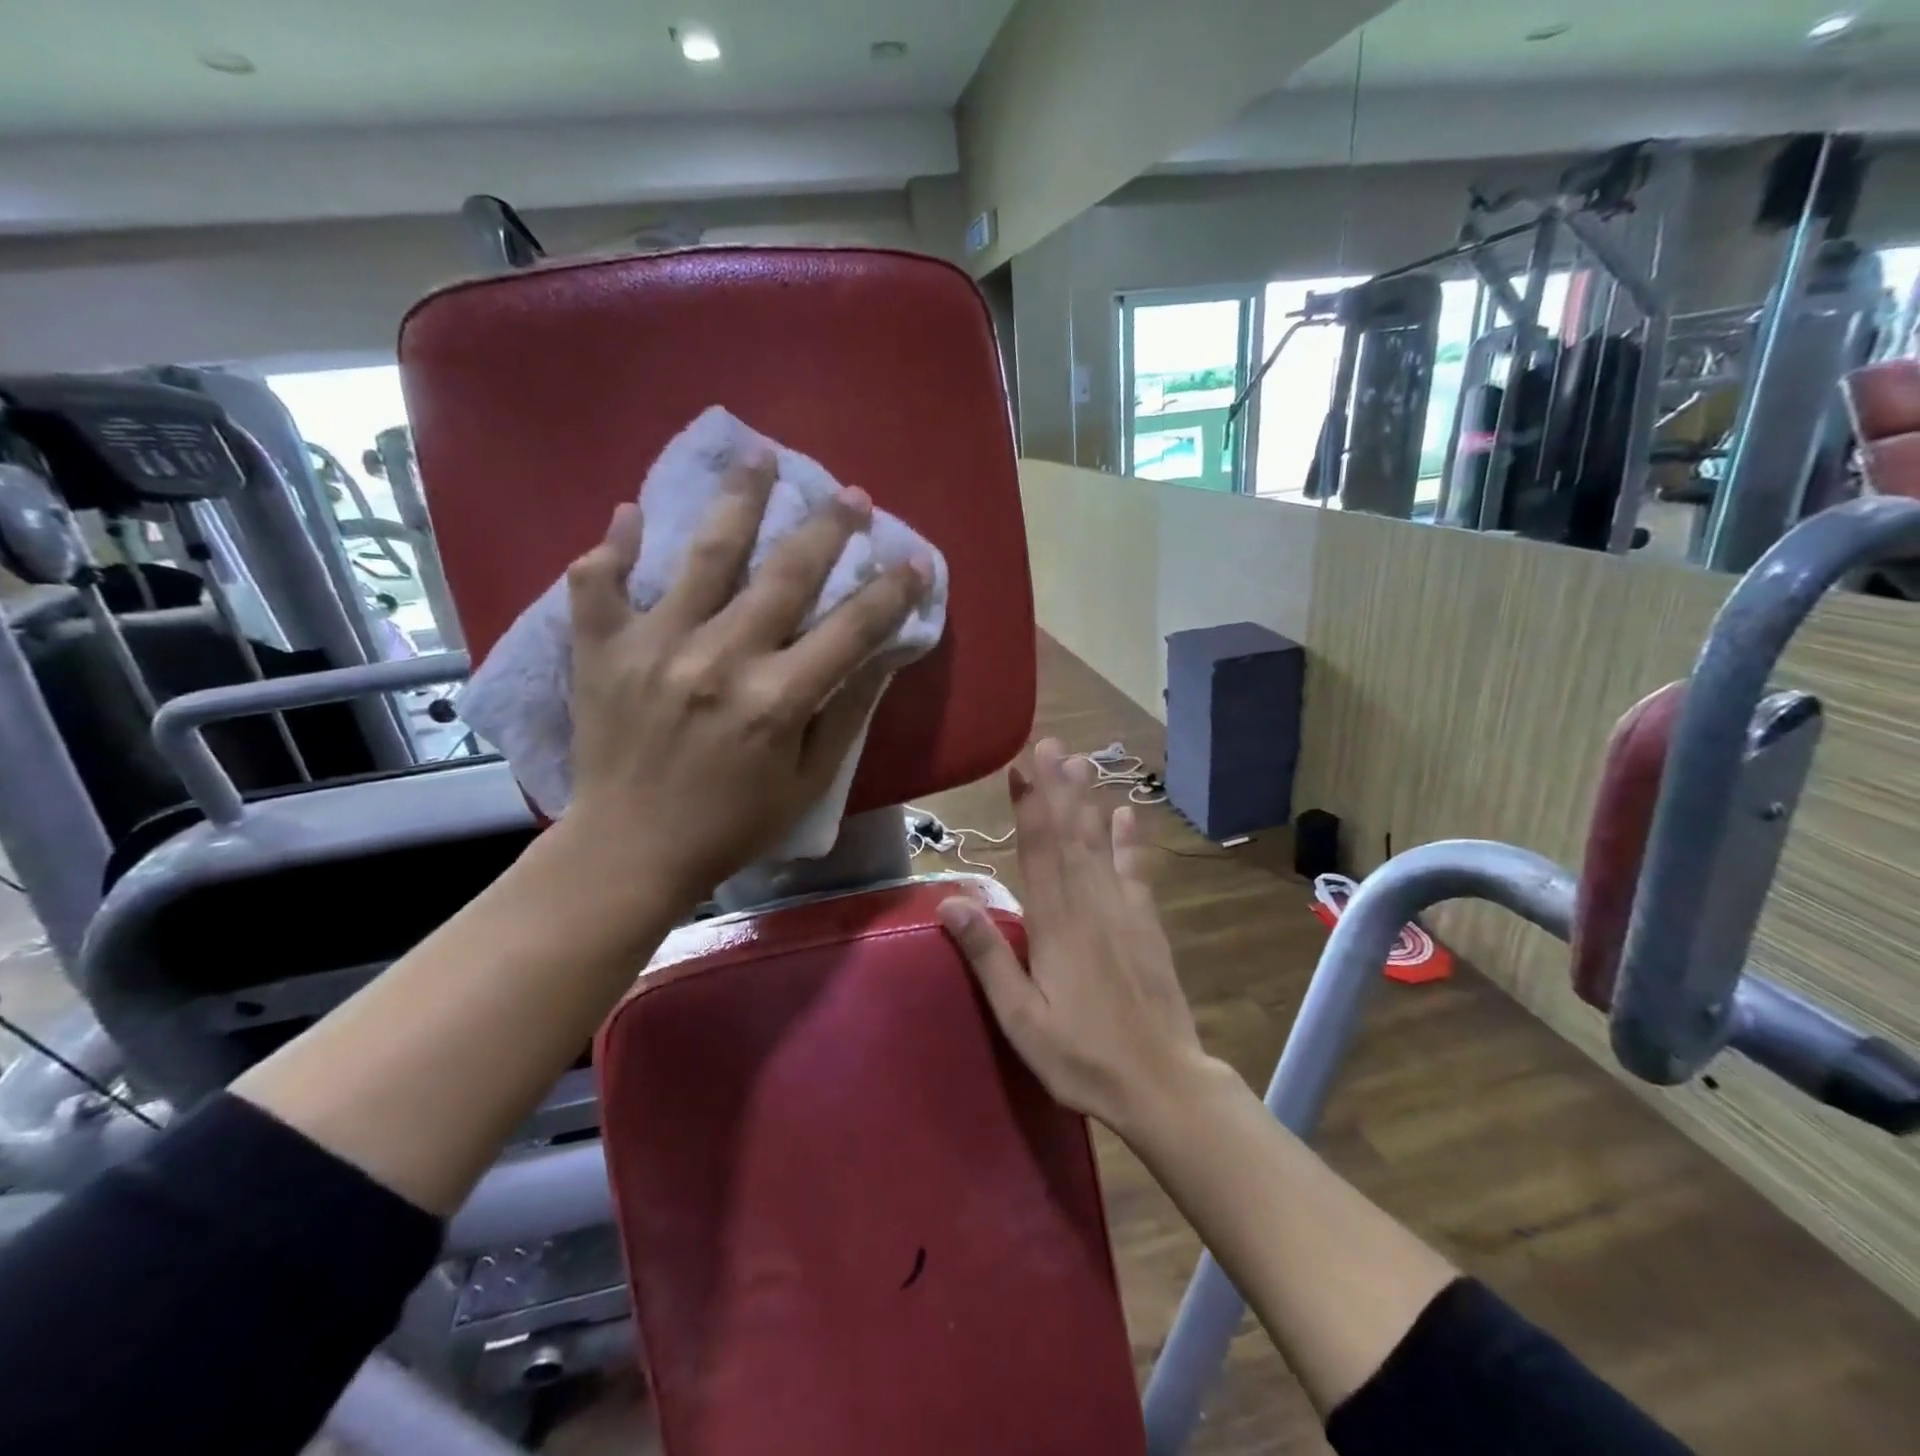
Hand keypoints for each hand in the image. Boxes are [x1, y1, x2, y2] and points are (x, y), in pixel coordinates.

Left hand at [562, 450, 929, 912]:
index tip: (915, 562)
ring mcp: (653, 646)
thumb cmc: (731, 824)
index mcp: (776, 701)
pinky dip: (614, 544)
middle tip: (850, 494)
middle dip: (827, 528)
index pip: (850, 629)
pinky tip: (632, 512)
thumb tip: (882, 655)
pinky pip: (600, 582)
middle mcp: (719, 659)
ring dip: (738, 500)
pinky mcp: (601, 650)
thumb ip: (845, 714)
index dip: (890, 592)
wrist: (628, 851)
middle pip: (784, 574)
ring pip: (702, 554)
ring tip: (759, 455)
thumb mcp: (808, 783)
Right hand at [936, 738, 1215, 1137]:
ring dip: (1088, 801)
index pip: (1037, 852)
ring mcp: (1123, 911)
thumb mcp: (1020, 1018)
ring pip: (1100, 844)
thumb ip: (988, 956)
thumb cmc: (1081, 1055)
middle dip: (1058, 788)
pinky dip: (1130, 840)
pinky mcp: (1147, 924)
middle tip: (1051, 744)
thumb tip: (950, 900)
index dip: (1028, 807)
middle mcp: (1089, 905)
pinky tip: (1127, 813)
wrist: (1161, 1082)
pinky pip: (1136, 871)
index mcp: (1054, 925)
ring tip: (1081, 762)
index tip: (1020, 768)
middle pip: (1070, 836)